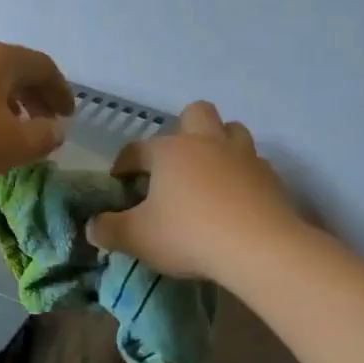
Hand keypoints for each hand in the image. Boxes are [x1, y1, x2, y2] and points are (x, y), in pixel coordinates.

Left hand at [0, 40, 73, 182]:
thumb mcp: (7, 146)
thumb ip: (40, 139)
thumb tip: (55, 130)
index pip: (42, 67)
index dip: (60, 92)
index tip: (67, 116)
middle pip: (11, 70)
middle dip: (32, 99)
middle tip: (42, 126)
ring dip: (2, 104)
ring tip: (5, 133)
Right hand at [87, 102, 302, 278]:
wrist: (258, 248)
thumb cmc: (188, 235)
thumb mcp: (136, 238)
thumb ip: (108, 230)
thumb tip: (92, 226)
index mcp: (169, 151)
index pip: (137, 149)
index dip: (123, 164)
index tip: (119, 183)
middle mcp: (206, 142)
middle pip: (195, 114)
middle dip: (182, 131)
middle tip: (173, 165)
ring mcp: (244, 156)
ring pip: (232, 131)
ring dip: (218, 144)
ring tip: (208, 174)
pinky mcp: (271, 178)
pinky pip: (253, 164)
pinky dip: (241, 175)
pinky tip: (234, 198)